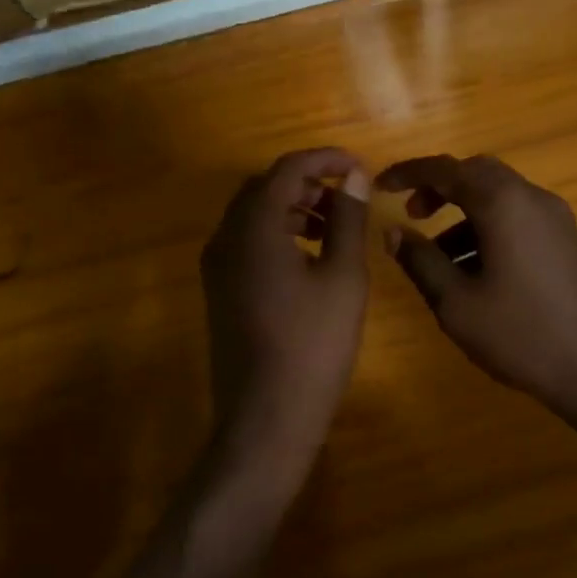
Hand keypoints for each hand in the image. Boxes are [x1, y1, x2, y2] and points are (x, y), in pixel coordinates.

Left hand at [201, 148, 369, 462]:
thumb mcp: (342, 278)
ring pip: (253, 215)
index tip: (359, 167)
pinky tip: (308, 257)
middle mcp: (225, 238)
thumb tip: (352, 177)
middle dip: (307, 182)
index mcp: (253, 227)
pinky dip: (277, 234)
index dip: (325, 160)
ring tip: (333, 226)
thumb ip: (347, 220)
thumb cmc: (313, 345)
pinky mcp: (219, 291)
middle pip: (264, 187)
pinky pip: (246, 243)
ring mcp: (216, 267)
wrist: (265, 417)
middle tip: (348, 196)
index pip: (287, 169)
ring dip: (292, 208)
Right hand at [376, 155, 576, 443]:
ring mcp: (557, 220)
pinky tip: (475, 273)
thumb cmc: (521, 334)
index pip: (445, 169)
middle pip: (477, 174)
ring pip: (500, 198)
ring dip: (464, 214)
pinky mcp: (568, 242)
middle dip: (440, 188)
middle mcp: (533, 198)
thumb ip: (420, 261)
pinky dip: (489, 229)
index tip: (379, 186)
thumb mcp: (456, 303)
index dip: (408, 173)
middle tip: (411, 215)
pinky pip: (519, 219)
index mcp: (503, 203)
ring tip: (437, 258)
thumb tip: (393, 231)